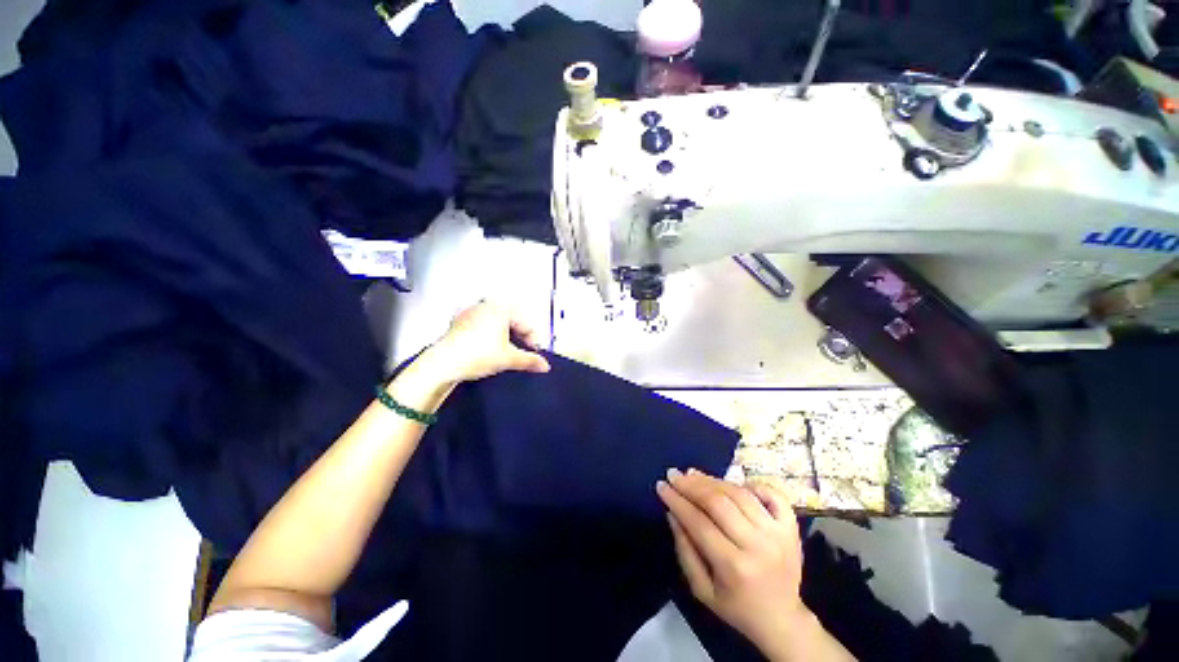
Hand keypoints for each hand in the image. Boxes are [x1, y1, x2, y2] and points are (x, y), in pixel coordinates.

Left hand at [426, 301, 550, 383]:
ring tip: (506, 353)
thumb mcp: (508, 359)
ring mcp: (470, 312)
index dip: (533, 341)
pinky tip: (488, 349)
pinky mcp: (458, 322)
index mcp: (501, 307)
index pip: (526, 323)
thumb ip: (530, 360)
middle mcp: (486, 305)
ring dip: (505, 337)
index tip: (534, 355)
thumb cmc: (477, 355)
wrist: (442, 364)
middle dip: (520, 338)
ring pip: (497, 323)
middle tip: (522, 354)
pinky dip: (490, 336)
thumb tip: (545, 366)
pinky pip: (482, 326)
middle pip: (512, 321)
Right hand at [658, 470, 838, 660]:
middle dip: (691, 485)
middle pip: (719, 503)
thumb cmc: (737, 607)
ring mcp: (778, 534)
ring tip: (693, 474)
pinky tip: (735, 484)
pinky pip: (773, 495)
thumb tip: (672, 512)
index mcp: (734, 567)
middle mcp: (757, 546)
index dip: (677, 501)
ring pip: (740, 494)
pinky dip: (753, 484)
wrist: (782, 620)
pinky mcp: (791, 528)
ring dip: (713, 480)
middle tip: (674, 474)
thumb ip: (685, 550)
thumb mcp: (702, 590)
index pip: (699, 523)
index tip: (661, 486)